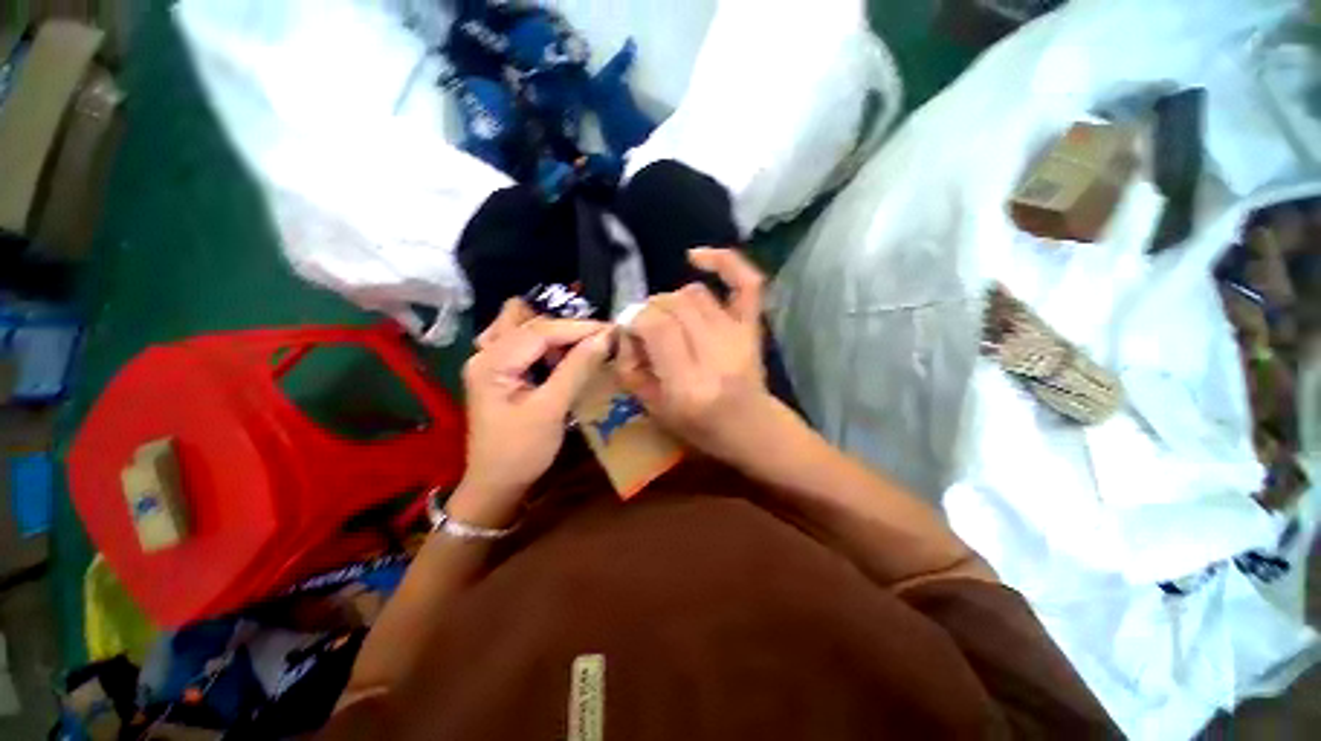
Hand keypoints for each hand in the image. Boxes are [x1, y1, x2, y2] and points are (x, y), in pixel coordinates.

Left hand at [453, 299, 610, 526]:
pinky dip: (548, 344)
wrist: (496, 484)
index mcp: (492, 363)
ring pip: (526, 328)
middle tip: (602, 338)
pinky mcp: (501, 370)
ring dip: (557, 333)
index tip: (612, 331)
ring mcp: (491, 361)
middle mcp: (486, 353)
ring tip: (585, 346)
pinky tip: (564, 356)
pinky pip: (525, 344)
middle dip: (569, 328)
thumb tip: (605, 338)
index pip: (540, 331)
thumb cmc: (521, 452)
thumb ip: (577, 369)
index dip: (579, 328)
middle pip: (531, 323)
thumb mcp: (551, 409)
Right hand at [616, 248, 780, 466]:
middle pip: (673, 305)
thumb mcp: (652, 408)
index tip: (630, 331)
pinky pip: (746, 281)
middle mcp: (716, 355)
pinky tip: (695, 258)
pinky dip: (723, 261)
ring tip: (669, 320)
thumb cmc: (698, 425)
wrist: (750, 428)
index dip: (635, 320)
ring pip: (694, 293)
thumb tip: (626, 328)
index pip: (655, 326)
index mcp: (688, 384)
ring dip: (672, 301)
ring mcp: (739, 336)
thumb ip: (630, 367)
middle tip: (648, 331)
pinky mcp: (754, 326)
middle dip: (650, 312)